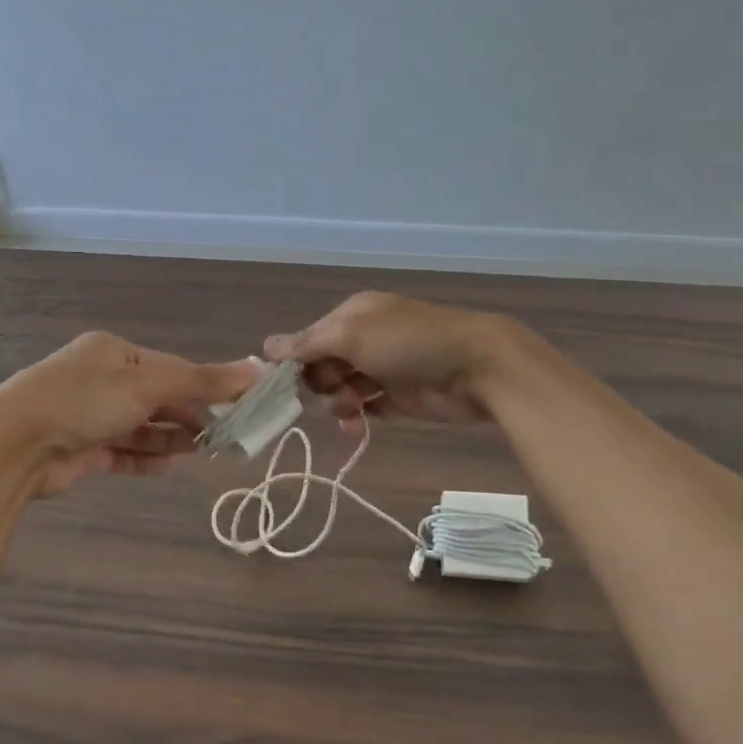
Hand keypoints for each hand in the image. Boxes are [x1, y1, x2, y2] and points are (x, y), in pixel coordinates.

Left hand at [0, 332, 258, 496]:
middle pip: (158, 396)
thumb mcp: (146, 385)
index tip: (239, 405)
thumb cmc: (82, 401)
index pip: (172, 367)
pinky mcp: (82, 449)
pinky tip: (168, 466)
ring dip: (171, 438)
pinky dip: (145, 457)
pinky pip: (123, 451)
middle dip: (189, 414)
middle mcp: (102, 380)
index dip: (206, 385)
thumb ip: (201, 380)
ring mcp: (90, 415)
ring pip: (142, 426)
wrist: (13, 447)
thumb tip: (257, 369)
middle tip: (225, 434)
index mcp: (114, 353)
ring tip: (204, 451)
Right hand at [264, 291, 519, 429]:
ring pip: (341, 390)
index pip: (309, 339)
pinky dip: (357, 417)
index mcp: (352, 316)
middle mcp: (365, 339)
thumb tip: (265, 347)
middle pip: (323, 366)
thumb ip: (307, 344)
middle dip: (320, 383)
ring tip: (351, 410)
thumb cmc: (409, 344)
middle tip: (333, 390)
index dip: (296, 362)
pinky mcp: (399, 398)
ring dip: (338, 403)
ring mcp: (383, 369)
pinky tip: (357, 427)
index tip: (285, 385)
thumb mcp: (352, 336)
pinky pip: (365, 409)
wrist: (477, 368)